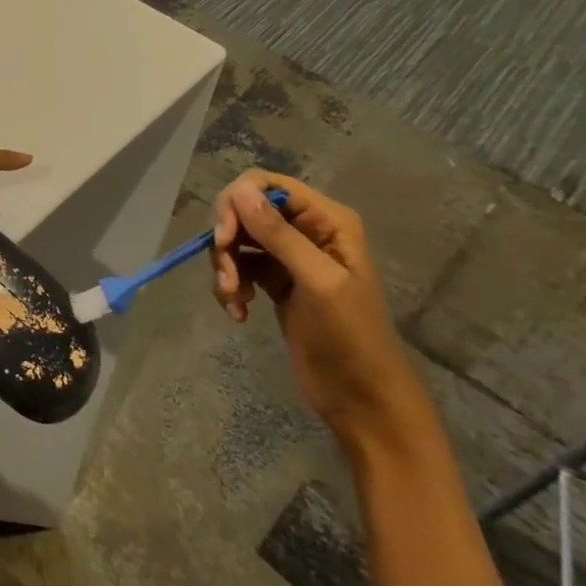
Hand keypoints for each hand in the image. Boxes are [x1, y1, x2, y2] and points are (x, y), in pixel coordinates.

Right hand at [211, 170, 423, 444]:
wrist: (362, 400)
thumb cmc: (351, 338)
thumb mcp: (317, 283)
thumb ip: (279, 235)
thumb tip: (238, 191)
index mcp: (327, 221)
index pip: (266, 184)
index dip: (236, 202)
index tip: (222, 237)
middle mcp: (307, 230)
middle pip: (245, 210)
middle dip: (228, 240)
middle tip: (226, 276)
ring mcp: (289, 257)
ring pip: (238, 240)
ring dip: (226, 266)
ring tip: (232, 299)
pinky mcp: (274, 282)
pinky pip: (239, 266)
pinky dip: (230, 285)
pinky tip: (238, 311)